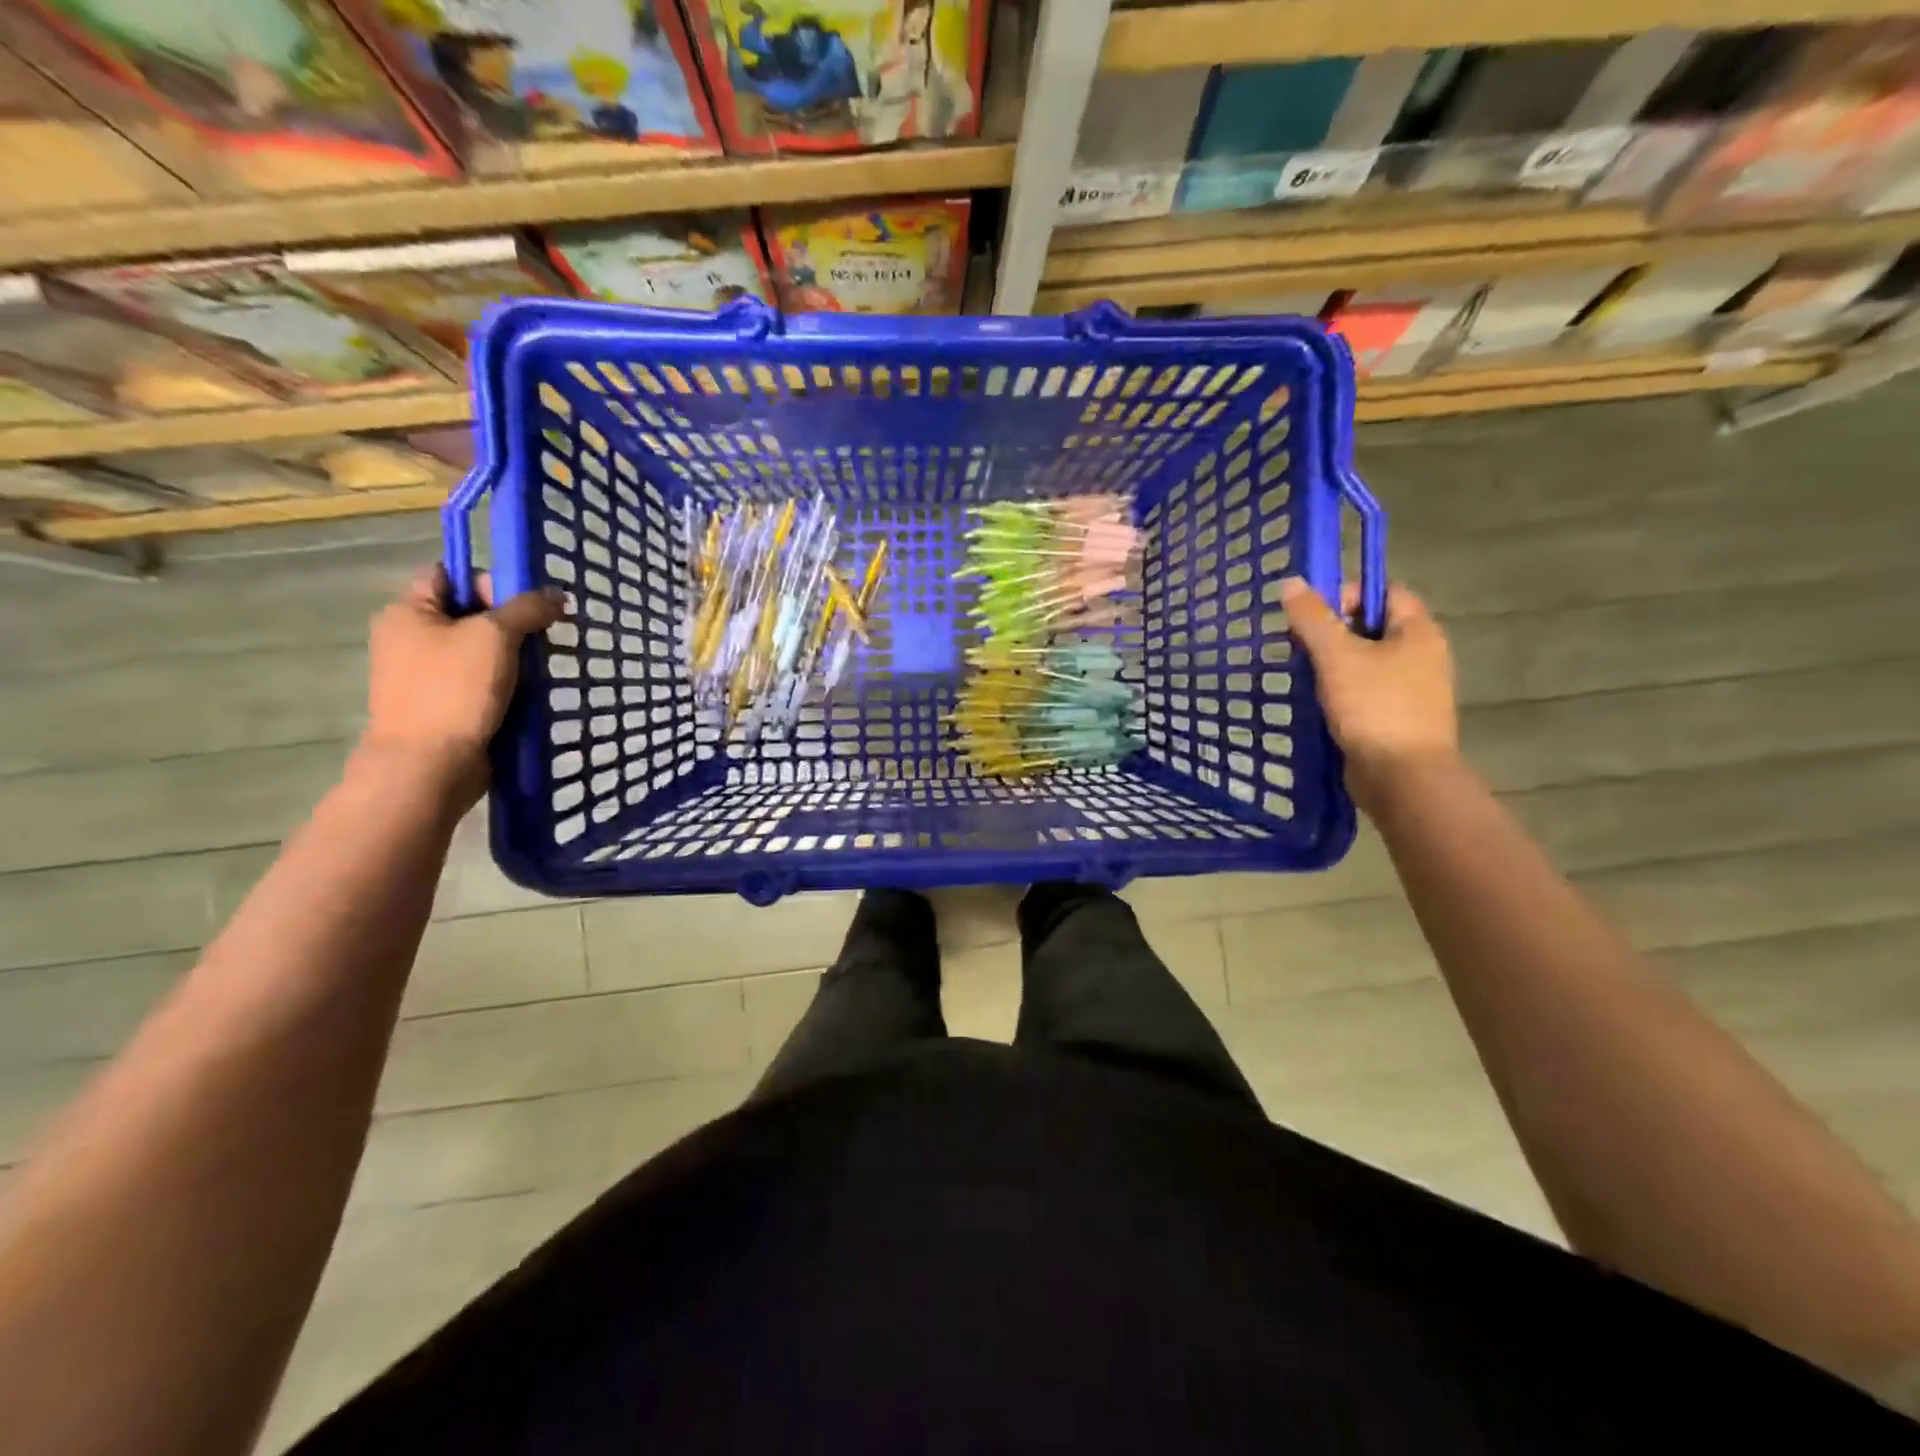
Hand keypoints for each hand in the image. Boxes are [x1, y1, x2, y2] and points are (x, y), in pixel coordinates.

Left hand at [362, 566, 562, 797]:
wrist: (429, 765)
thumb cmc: (454, 691)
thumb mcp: (495, 636)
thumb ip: (527, 608)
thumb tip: (557, 594)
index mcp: (408, 612)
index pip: (450, 575)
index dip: (488, 582)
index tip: (524, 604)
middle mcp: (410, 639)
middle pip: (470, 615)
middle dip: (511, 624)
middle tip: (542, 638)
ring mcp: (425, 676)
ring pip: (480, 653)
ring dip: (513, 659)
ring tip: (541, 670)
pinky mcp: (443, 707)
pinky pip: (482, 684)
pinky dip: (507, 686)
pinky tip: (530, 695)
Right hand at [1278, 577, 1457, 809]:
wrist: (1402, 777)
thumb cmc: (1374, 707)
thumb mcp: (1337, 656)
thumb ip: (1312, 618)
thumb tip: (1291, 581)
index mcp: (1418, 632)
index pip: (1385, 592)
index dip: (1348, 595)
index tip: (1314, 617)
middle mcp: (1423, 655)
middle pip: (1373, 627)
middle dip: (1333, 633)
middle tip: (1302, 648)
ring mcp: (1413, 690)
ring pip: (1367, 662)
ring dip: (1334, 666)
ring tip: (1306, 677)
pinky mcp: (1398, 718)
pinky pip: (1366, 692)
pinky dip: (1342, 692)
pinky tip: (1319, 704)